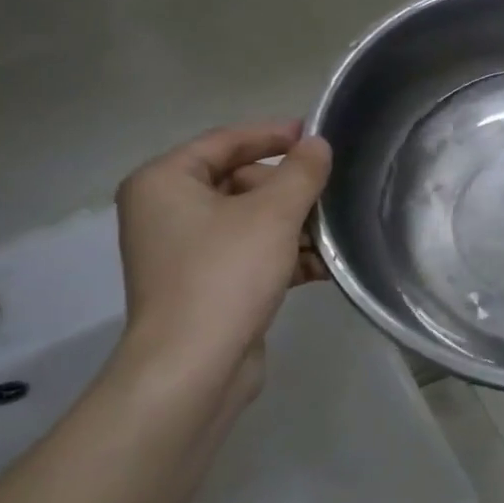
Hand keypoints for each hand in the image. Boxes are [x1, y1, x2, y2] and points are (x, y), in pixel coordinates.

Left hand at [113, 122, 332, 415]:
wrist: (194, 368)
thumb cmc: (226, 274)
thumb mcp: (273, 214)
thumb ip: (301, 172)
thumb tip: (319, 144)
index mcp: (165, 182)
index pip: (225, 141)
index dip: (273, 134)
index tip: (316, 134)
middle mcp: (167, 212)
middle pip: (239, 182)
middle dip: (289, 189)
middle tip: (332, 192)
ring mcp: (185, 253)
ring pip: (250, 222)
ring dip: (295, 225)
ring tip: (338, 231)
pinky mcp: (206, 286)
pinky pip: (250, 255)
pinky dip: (284, 256)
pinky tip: (325, 265)